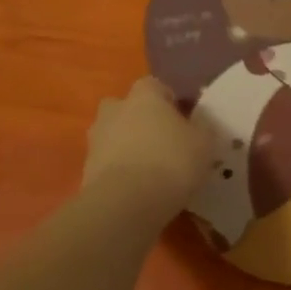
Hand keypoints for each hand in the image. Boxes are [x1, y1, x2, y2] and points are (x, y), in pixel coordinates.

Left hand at [83, 77, 211, 213]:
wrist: (126, 203)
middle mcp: (115, 110)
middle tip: (161, 141)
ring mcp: (96, 140)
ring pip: (113, 135)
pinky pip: (106, 163)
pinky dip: (118, 171)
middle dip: (139, 120)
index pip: (155, 85)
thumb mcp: (204, 144)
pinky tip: (136, 189)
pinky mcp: (86, 169)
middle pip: (126, 107)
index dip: (168, 101)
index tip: (182, 120)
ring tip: (149, 170)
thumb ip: (202, 128)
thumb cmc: (171, 162)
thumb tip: (200, 122)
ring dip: (126, 146)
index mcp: (144, 96)